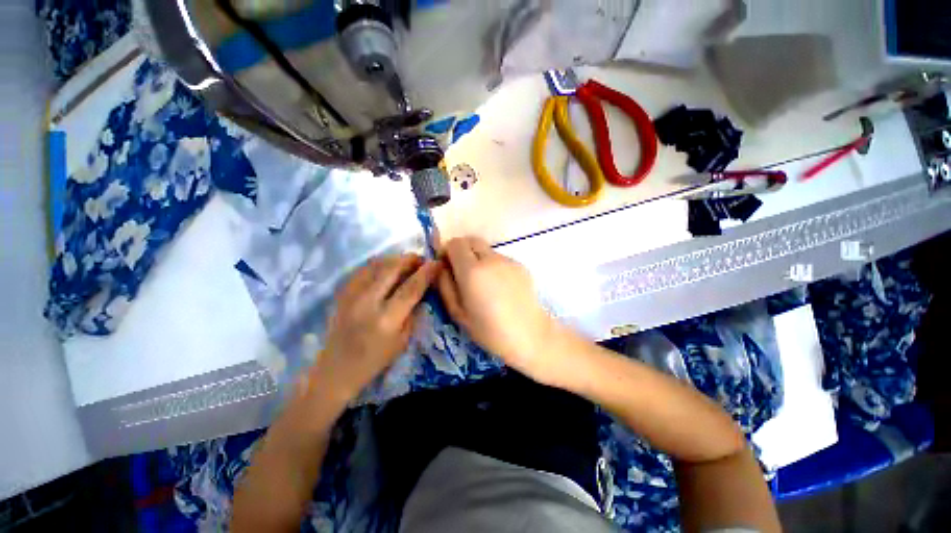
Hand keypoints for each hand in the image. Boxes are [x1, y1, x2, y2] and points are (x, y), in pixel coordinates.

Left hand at [310, 254, 440, 407]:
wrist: (337, 369)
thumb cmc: (376, 359)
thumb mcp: (403, 340)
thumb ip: (413, 312)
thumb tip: (422, 289)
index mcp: (387, 319)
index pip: (411, 288)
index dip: (426, 273)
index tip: (436, 263)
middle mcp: (367, 303)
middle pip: (392, 270)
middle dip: (410, 260)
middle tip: (421, 260)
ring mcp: (351, 296)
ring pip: (376, 265)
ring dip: (395, 259)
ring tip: (406, 262)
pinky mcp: (342, 294)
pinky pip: (363, 270)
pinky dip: (378, 264)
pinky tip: (386, 267)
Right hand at [436, 237, 565, 383]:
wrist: (529, 335)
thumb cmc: (489, 330)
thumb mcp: (457, 313)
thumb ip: (445, 285)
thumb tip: (441, 267)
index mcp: (472, 271)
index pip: (455, 243)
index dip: (447, 252)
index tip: (447, 267)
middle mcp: (491, 259)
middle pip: (470, 240)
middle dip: (461, 251)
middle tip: (461, 272)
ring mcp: (508, 260)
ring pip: (485, 250)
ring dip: (477, 258)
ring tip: (482, 283)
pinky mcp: (520, 265)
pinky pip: (499, 258)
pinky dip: (492, 265)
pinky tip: (498, 287)